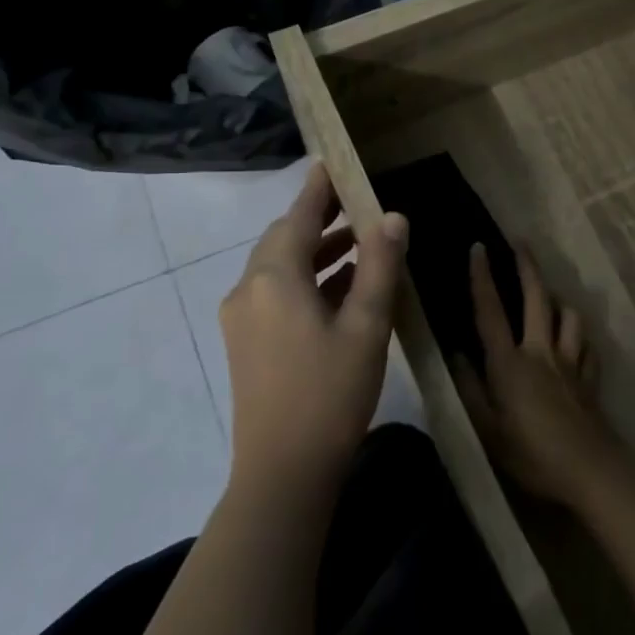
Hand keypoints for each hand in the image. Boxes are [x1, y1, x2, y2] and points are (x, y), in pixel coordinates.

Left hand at [220, 163, 407, 498]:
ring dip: (317, 251)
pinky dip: (307, 281)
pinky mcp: (246, 344)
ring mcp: (242, 319)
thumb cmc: (330, 393)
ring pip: (281, 268)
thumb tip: (392, 217)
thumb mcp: (367, 325)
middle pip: (285, 239)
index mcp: (274, 278)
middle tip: (357, 201)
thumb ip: (379, 265)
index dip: (319, 189)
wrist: (283, 473)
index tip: (333, 162)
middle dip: (320, 219)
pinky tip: (340, 288)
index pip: (299, 216)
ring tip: (359, 241)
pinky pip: (277, 294)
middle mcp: (248, 290)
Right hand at [455, 242, 624, 507]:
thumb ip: (470, 390)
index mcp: (510, 363)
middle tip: (521, 244)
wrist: (588, 469)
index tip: (479, 247)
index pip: (491, 311)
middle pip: (537, 298)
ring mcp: (570, 362)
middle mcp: (541, 352)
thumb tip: (455, 355)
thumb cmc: (530, 453)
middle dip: (528, 268)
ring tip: (551, 297)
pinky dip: (580, 338)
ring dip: (559, 301)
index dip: (483, 278)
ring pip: (569, 316)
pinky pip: (588, 346)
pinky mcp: (590, 377)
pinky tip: (576, 341)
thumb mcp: (487, 429)